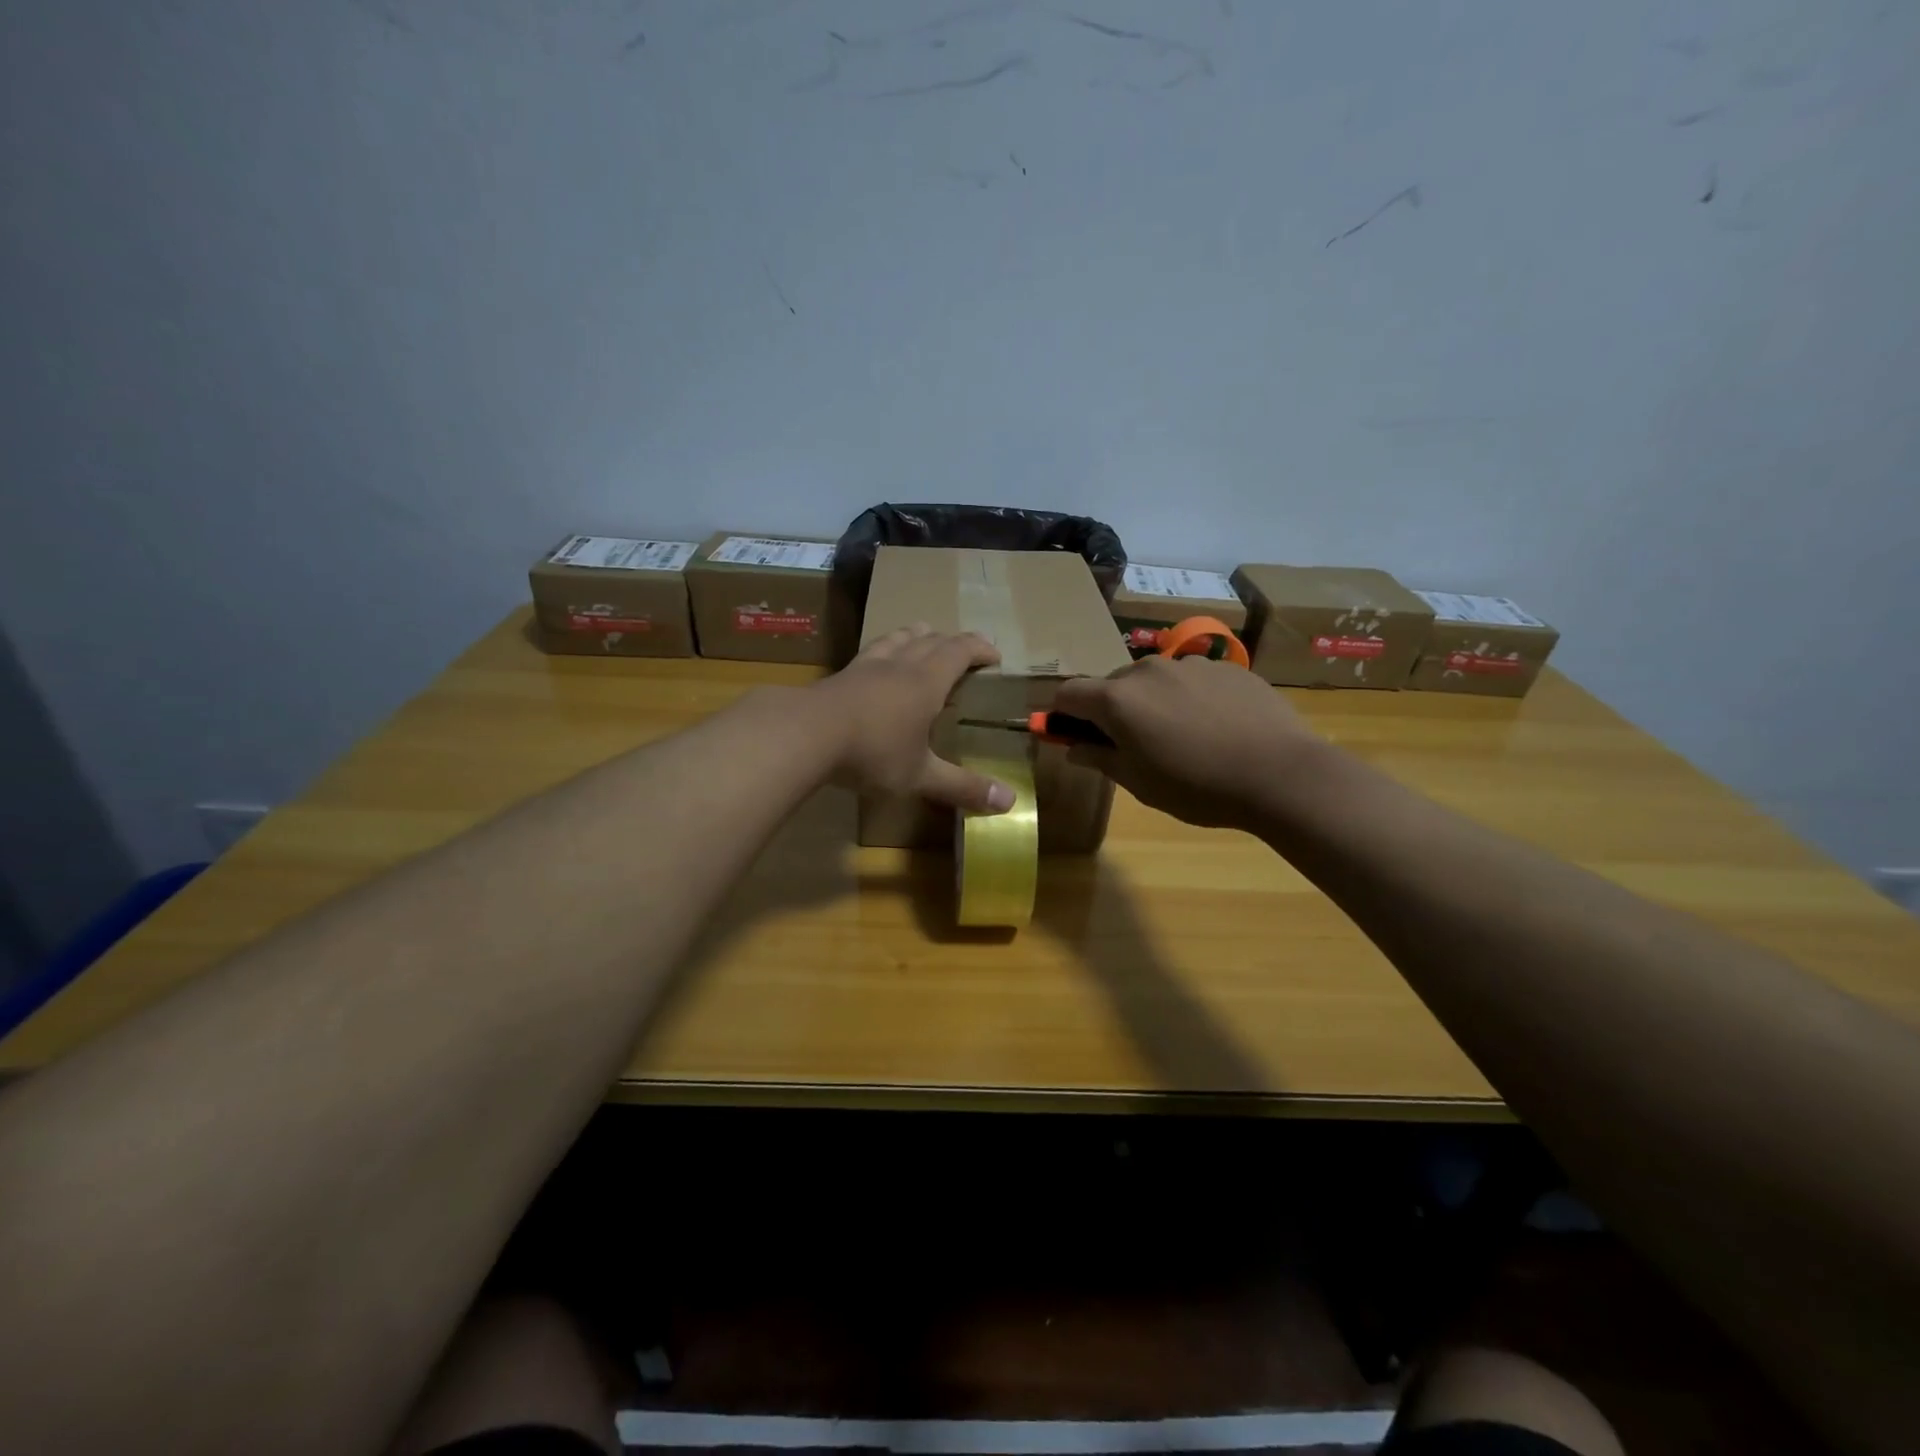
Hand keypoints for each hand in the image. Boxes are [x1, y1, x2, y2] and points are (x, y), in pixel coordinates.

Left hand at [811, 625, 1014, 814]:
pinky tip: (876, 660)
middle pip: (932, 640)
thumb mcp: (920, 775)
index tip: (994, 654)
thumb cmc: (872, 752)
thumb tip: (1009, 804)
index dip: (980, 648)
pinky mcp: (841, 675)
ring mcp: (867, 666)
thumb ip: (962, 787)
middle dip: (953, 641)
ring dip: (917, 635)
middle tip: (965, 649)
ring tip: (924, 636)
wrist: (806, 735)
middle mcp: (900, 665)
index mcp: (927, 681)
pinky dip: (885, 648)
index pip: (960, 651)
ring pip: (898, 638)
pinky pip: (870, 651)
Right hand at [1051, 656, 1318, 828]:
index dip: (1063, 714)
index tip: (1072, 735)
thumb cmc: (1197, 786)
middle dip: (1112, 710)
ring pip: (1154, 680)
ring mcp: (1190, 663)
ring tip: (1183, 737)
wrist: (1281, 773)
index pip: (1068, 693)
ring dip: (1152, 702)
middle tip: (1133, 745)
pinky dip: (1189, 698)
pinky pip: (1192, 679)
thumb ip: (1101, 758)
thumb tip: (1074, 747)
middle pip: (1112, 684)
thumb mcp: (1140, 783)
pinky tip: (1216, 727)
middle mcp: (1147, 670)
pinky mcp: (1226, 666)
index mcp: (1118, 699)